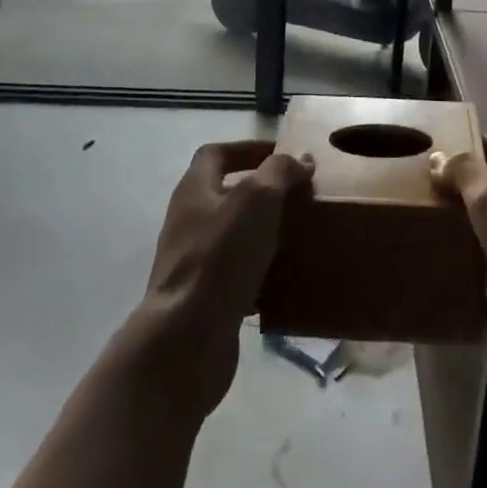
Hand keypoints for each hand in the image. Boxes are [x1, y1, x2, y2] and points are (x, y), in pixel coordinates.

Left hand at [141, 140, 312, 413]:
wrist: (187, 338)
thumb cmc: (221, 256)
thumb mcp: (257, 199)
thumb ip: (279, 172)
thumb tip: (299, 160)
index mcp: (194, 190)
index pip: (215, 154)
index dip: (247, 149)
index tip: (282, 155)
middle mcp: (188, 221)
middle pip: (225, 193)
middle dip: (262, 191)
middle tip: (299, 194)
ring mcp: (193, 261)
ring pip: (233, 234)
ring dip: (264, 230)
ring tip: (299, 232)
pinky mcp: (204, 296)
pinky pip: (237, 272)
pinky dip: (261, 269)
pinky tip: (286, 275)